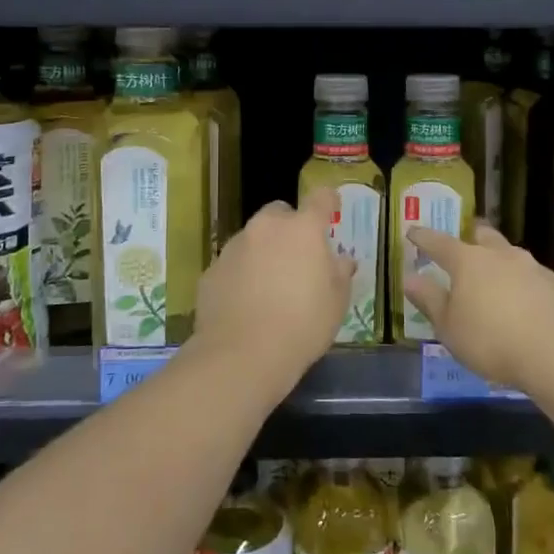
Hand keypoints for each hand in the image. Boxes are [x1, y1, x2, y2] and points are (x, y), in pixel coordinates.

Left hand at [193, 185, 354, 393]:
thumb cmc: (302, 325)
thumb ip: (340, 274)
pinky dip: (241, 274)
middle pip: (279, 213)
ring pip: (253, 238)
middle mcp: (265, 228)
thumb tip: (342, 260)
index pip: (320, 199)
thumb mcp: (336, 303)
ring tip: (270, 286)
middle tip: (298, 257)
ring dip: (263, 251)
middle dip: (289, 228)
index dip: (328, 202)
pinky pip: (232, 264)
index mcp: (302, 229)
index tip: (332, 210)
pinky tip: (246, 303)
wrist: (242, 355)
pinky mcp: (212, 270)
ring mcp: (234, 247)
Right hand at [404, 223, 553, 392]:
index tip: (412, 232)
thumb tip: (409, 278)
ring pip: (512, 256)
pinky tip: (527, 305)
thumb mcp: (449, 328)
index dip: (423, 237)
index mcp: (468, 262)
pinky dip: (526, 285)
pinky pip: (536, 279)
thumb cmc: (492, 341)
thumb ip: (430, 300)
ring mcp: (534, 268)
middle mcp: (501, 256)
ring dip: (501, 262)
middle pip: (482, 237)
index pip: (438, 242)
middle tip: (465, 245)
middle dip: (471, 238)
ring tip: (497, 279)